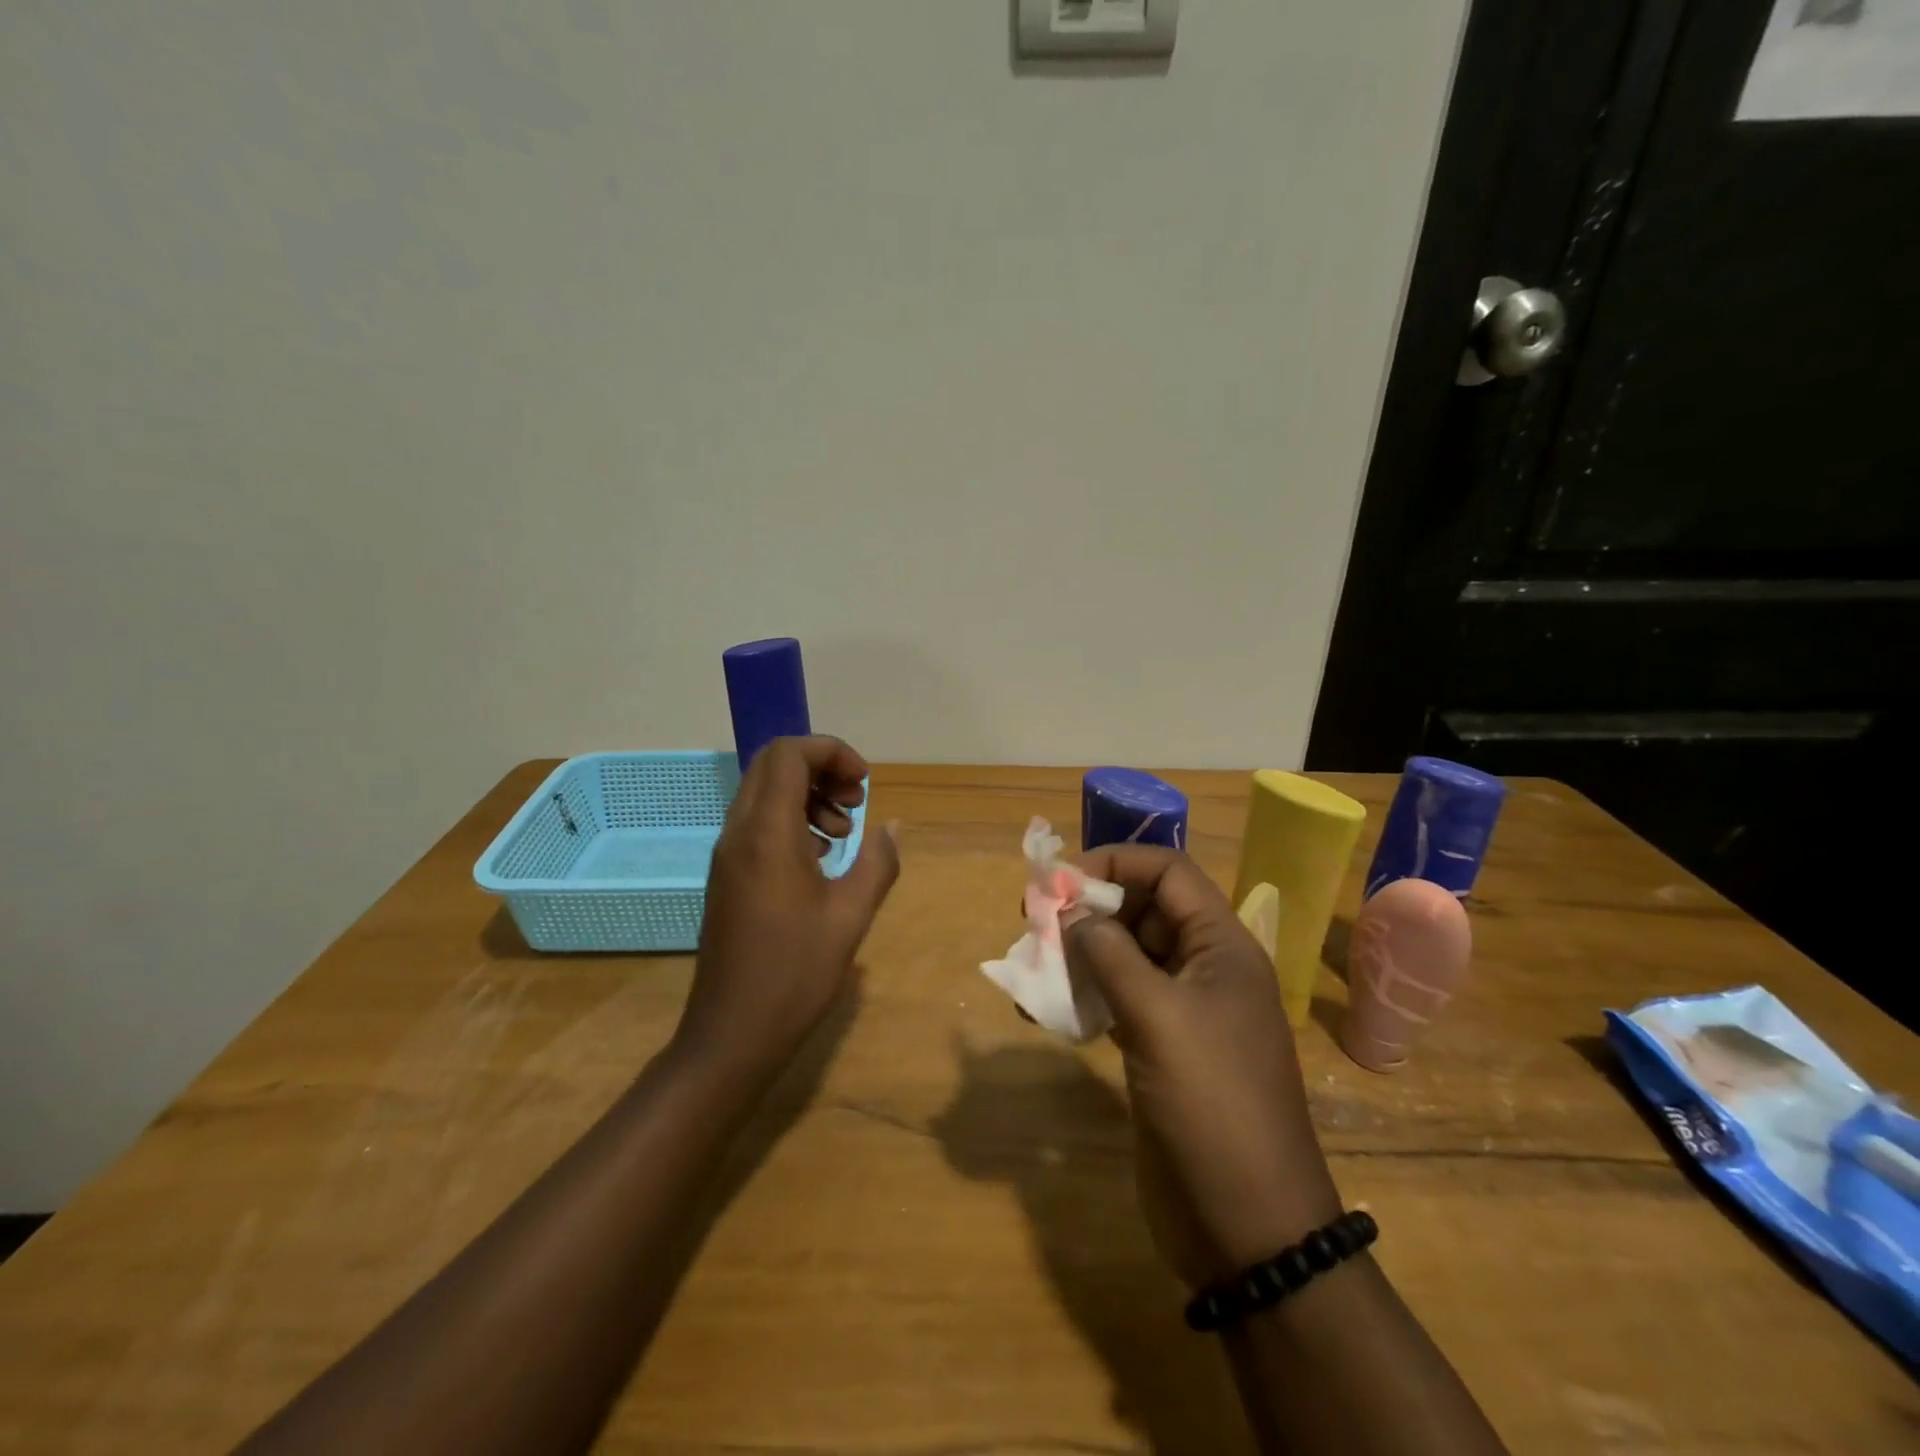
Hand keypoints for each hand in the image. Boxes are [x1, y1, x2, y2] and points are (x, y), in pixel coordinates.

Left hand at [676, 736, 899, 1080]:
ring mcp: (728, 854)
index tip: (865, 783)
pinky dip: (792, 821)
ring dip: (807, 795)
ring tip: (843, 834)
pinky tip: (821, 859)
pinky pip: (758, 822)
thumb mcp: (850, 916)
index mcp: (767, 833)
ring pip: (763, 792)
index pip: (789, 754)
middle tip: (856, 801)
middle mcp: (739, 832)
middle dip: (820, 768)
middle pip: (773, 765)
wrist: (730, 1034)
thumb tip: (890, 826)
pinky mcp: (727, 875)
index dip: (832, 752)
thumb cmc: (794, 974)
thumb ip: (877, 862)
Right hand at [1066, 846, 1340, 1287]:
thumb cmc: (1212, 1105)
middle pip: (1142, 911)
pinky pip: (1117, 1001)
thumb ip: (1111, 956)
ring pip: (1124, 957)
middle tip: (1034, 922)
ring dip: (1078, 956)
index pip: (1169, 872)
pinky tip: (1044, 1012)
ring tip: (1031, 967)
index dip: (1116, 863)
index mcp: (1221, 946)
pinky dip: (1082, 998)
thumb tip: (1071, 913)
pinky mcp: (1160, 1047)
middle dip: (1089, 911)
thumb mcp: (1159, 1019)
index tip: (1061, 881)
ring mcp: (1182, 1010)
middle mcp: (1204, 968)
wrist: (1248, 1225)